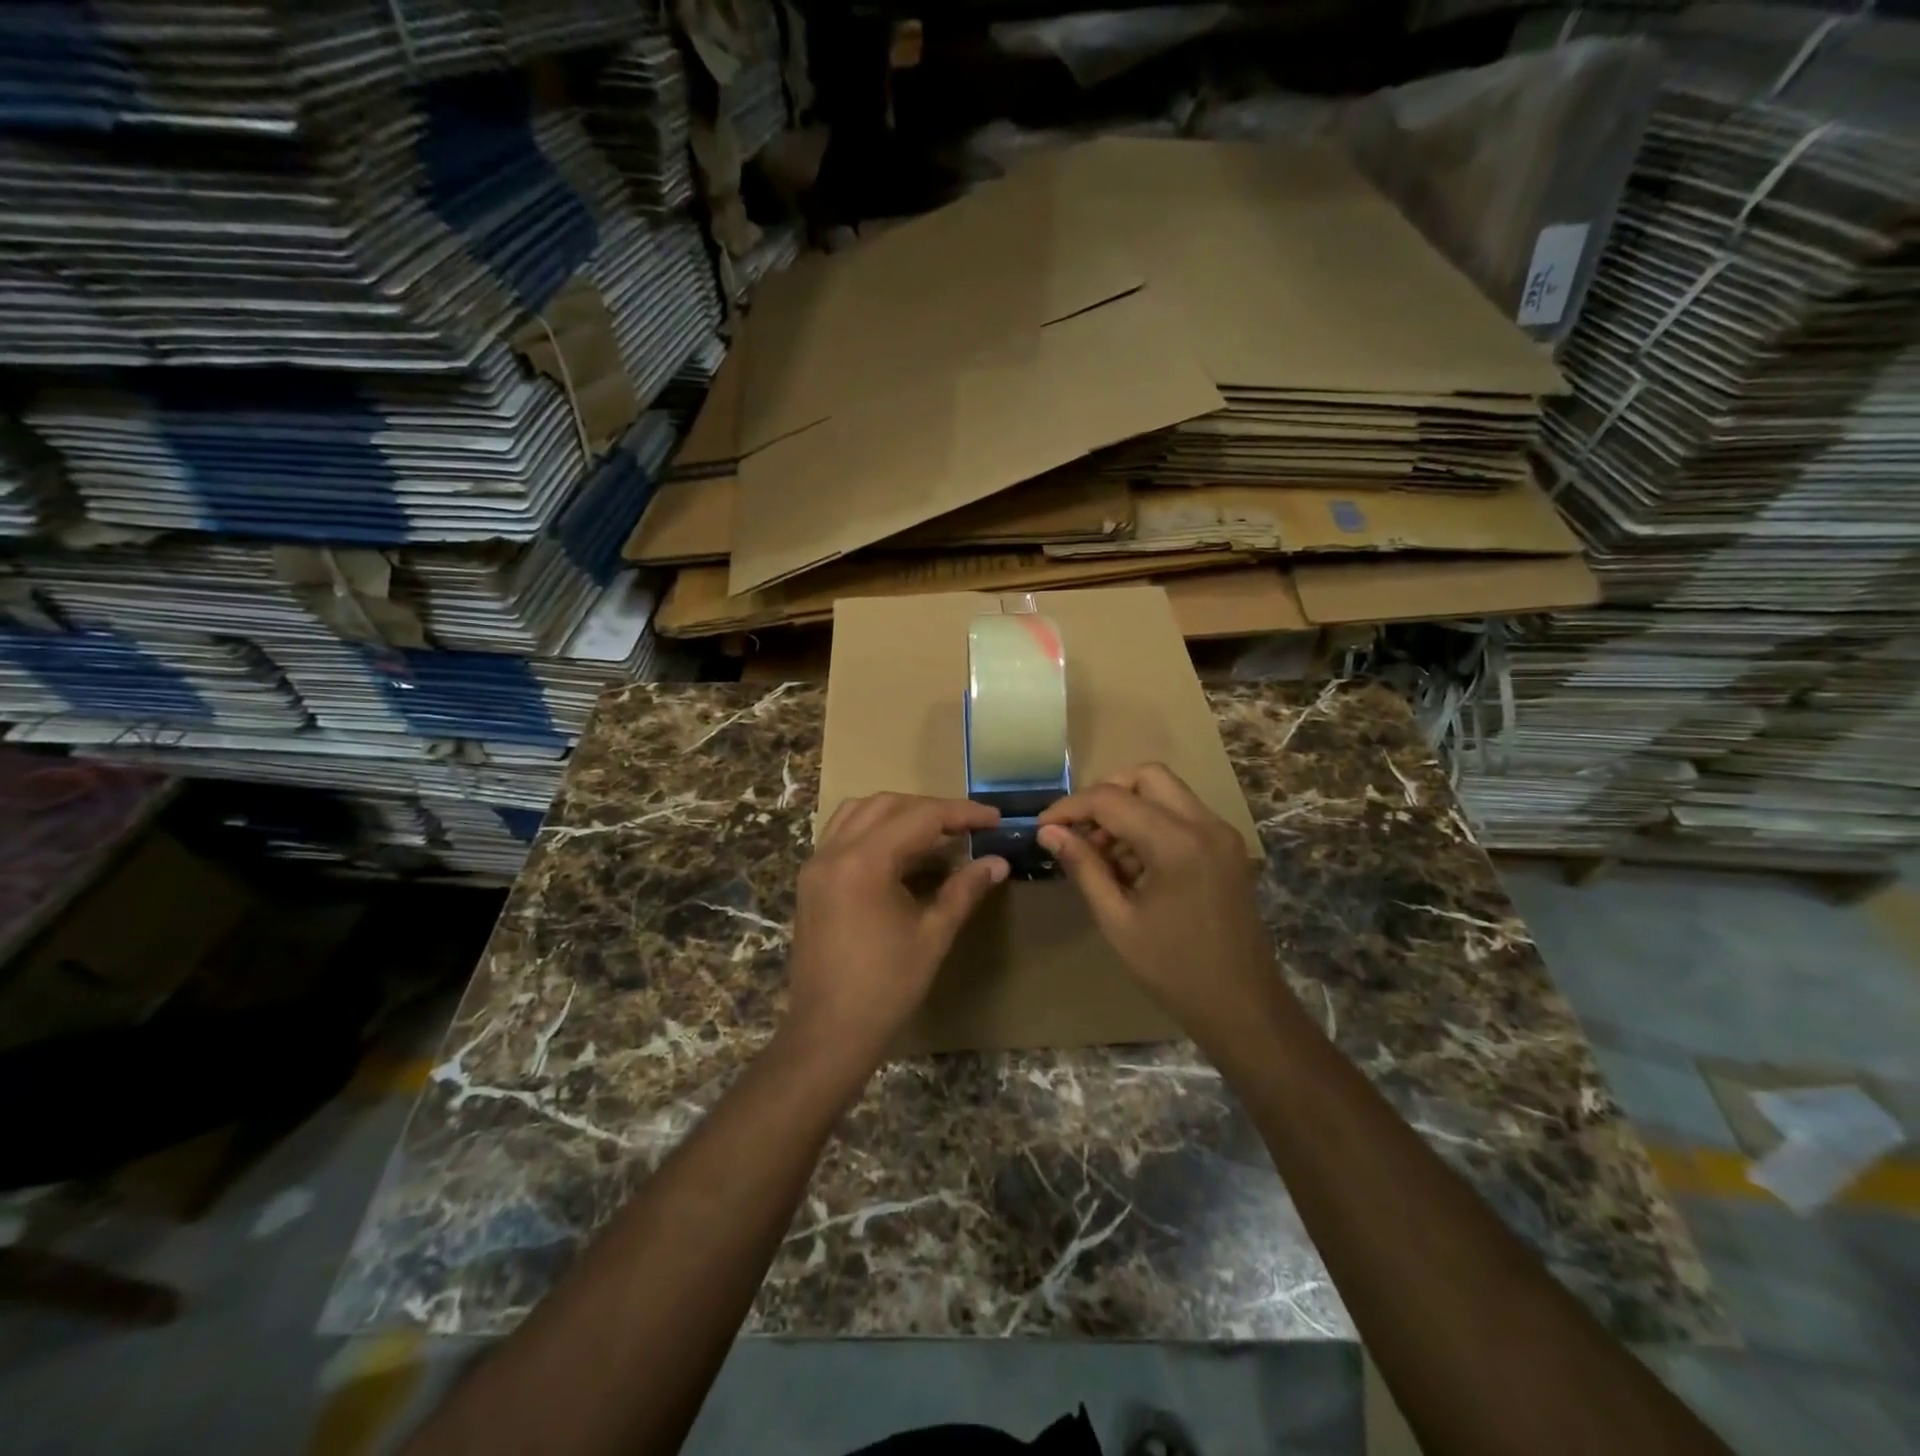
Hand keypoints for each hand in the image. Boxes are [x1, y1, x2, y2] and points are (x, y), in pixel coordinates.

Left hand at [782, 793, 1008, 1070]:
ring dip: (899, 813)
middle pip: (887, 805)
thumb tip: (997, 862)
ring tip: (935, 833)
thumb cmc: (885, 987)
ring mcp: (816, 865)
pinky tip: (900, 852)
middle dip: (931, 809)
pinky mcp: (811, 881)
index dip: (961, 814)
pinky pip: (842, 833)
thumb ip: (964, 890)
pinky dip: (873, 829)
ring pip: (859, 812)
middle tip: (968, 827)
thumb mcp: (933, 935)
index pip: (920, 817)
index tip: (994, 818)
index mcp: (864, 861)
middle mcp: (834, 852)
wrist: (828, 1033)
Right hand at [1037, 764, 1285, 1053]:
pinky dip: (1151, 824)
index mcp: (1177, 843)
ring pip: (1166, 792)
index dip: (1071, 808)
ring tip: (1101, 856)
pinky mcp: (1227, 848)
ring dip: (1128, 810)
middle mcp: (1205, 825)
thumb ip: (1083, 866)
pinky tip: (1131, 865)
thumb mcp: (1117, 920)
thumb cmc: (1174, 970)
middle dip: (1106, 794)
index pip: (1113, 799)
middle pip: (1147, 776)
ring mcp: (1222, 834)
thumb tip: (1048, 832)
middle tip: (1079, 830)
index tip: (1043, 826)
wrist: (1243, 1007)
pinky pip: (1182, 815)